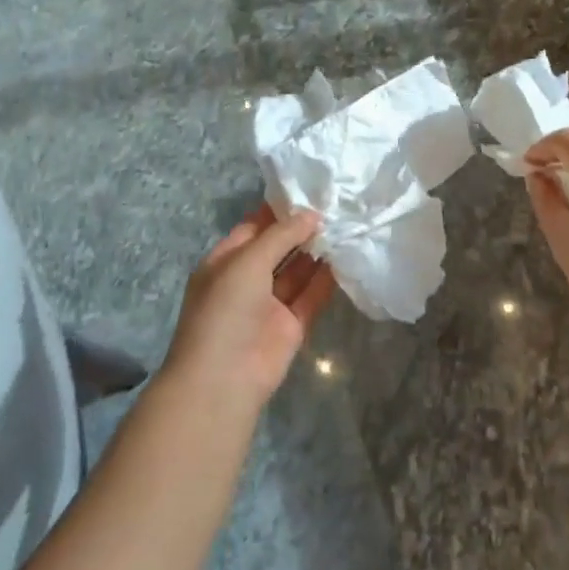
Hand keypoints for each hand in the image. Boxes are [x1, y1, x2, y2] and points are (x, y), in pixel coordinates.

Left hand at [164, 205, 335, 409]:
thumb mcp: (247, 261)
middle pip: (277, 248)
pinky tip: (345, 258)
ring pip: (296, 272)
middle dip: (301, 230)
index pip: (253, 228)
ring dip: (315, 252)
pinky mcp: (290, 327)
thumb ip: (281, 235)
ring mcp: (268, 305)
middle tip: (334, 206)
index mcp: (225, 262)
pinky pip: (310, 297)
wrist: (223, 378)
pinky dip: (325, 280)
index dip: (278, 211)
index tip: (308, 191)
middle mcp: (246, 280)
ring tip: (344, 226)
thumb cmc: (225, 309)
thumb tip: (312, 215)